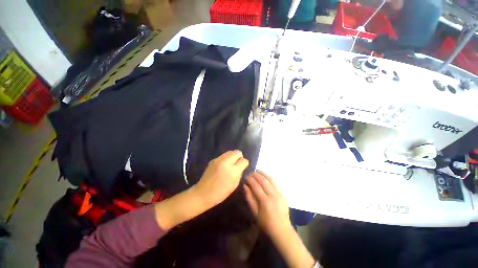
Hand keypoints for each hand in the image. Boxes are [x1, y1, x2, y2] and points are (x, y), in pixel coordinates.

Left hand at [194, 150, 248, 206]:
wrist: (202, 193)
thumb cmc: (221, 192)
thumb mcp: (234, 184)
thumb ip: (239, 173)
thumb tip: (241, 165)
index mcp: (232, 171)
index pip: (243, 160)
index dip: (244, 163)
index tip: (242, 167)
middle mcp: (225, 162)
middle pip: (237, 152)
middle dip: (239, 157)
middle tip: (236, 165)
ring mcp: (218, 159)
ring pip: (230, 152)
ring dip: (232, 157)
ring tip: (230, 165)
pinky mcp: (213, 159)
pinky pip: (224, 155)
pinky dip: (226, 158)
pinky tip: (223, 166)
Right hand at [244, 172, 315, 267]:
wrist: (282, 230)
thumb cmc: (266, 224)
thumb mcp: (254, 213)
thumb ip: (249, 198)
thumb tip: (245, 186)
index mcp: (265, 201)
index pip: (256, 186)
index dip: (250, 180)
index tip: (246, 176)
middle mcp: (273, 195)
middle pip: (263, 180)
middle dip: (256, 175)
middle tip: (250, 173)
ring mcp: (279, 194)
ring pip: (270, 179)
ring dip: (263, 174)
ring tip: (257, 171)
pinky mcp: (283, 194)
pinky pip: (275, 183)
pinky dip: (268, 177)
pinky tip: (264, 176)